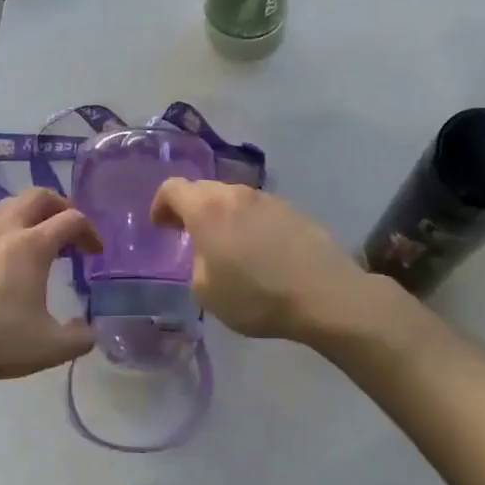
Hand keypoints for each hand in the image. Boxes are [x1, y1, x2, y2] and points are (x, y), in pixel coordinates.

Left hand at [0, 189, 100, 385]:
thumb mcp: (49, 348)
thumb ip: (79, 338)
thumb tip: (88, 330)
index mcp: (32, 245)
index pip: (71, 219)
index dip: (89, 231)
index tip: (95, 252)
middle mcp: (5, 230)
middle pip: (38, 196)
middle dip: (60, 205)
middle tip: (69, 228)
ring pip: (9, 205)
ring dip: (30, 213)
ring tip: (38, 239)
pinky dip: (5, 229)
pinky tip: (4, 259)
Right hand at [150, 180, 372, 341]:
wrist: (323, 294)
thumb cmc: (256, 295)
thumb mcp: (205, 291)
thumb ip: (195, 263)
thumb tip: (205, 253)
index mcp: (207, 208)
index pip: (172, 188)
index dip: (160, 205)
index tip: (161, 227)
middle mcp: (235, 194)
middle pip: (203, 189)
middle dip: (190, 209)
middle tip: (187, 235)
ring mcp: (267, 199)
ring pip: (233, 199)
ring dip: (222, 216)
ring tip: (225, 246)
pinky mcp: (292, 210)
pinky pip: (258, 211)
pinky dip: (248, 224)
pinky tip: (257, 251)